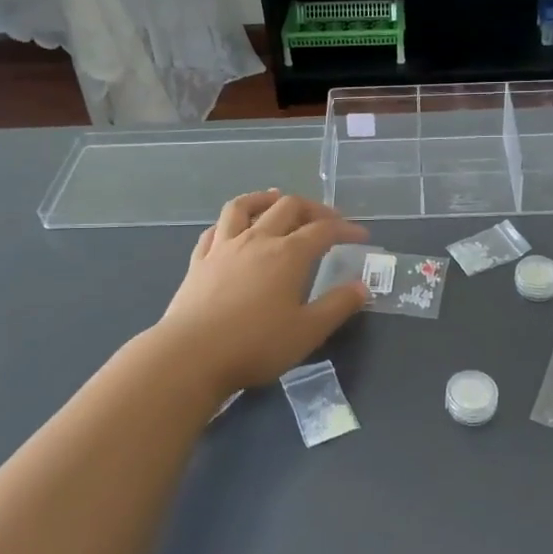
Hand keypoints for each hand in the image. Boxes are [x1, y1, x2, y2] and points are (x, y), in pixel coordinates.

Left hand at [156, 191, 369, 393]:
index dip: (346, 228)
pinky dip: (230, 222)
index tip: (361, 235)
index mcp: (288, 254)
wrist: (191, 355)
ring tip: (276, 198)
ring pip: (244, 206)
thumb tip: (361, 286)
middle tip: (326, 219)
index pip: (323, 229)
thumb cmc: (256, 345)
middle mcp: (257, 240)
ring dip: (265, 198)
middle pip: (287, 207)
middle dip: (312, 208)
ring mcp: (224, 247)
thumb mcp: (307, 331)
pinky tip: (233, 228)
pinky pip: (215, 229)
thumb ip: (337, 306)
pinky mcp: (199, 261)